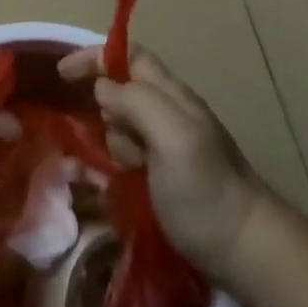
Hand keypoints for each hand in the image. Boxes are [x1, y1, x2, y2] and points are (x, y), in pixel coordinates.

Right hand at [59, 44, 269, 283]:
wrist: (246, 250)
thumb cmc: (206, 190)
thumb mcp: (173, 137)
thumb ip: (136, 102)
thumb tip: (102, 88)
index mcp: (173, 95)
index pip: (129, 56)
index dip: (95, 56)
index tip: (61, 73)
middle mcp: (170, 112)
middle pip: (123, 88)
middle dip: (105, 106)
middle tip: (116, 139)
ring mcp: (169, 144)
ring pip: (123, 122)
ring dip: (114, 138)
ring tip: (129, 169)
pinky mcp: (165, 174)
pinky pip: (129, 151)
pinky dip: (118, 159)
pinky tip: (124, 181)